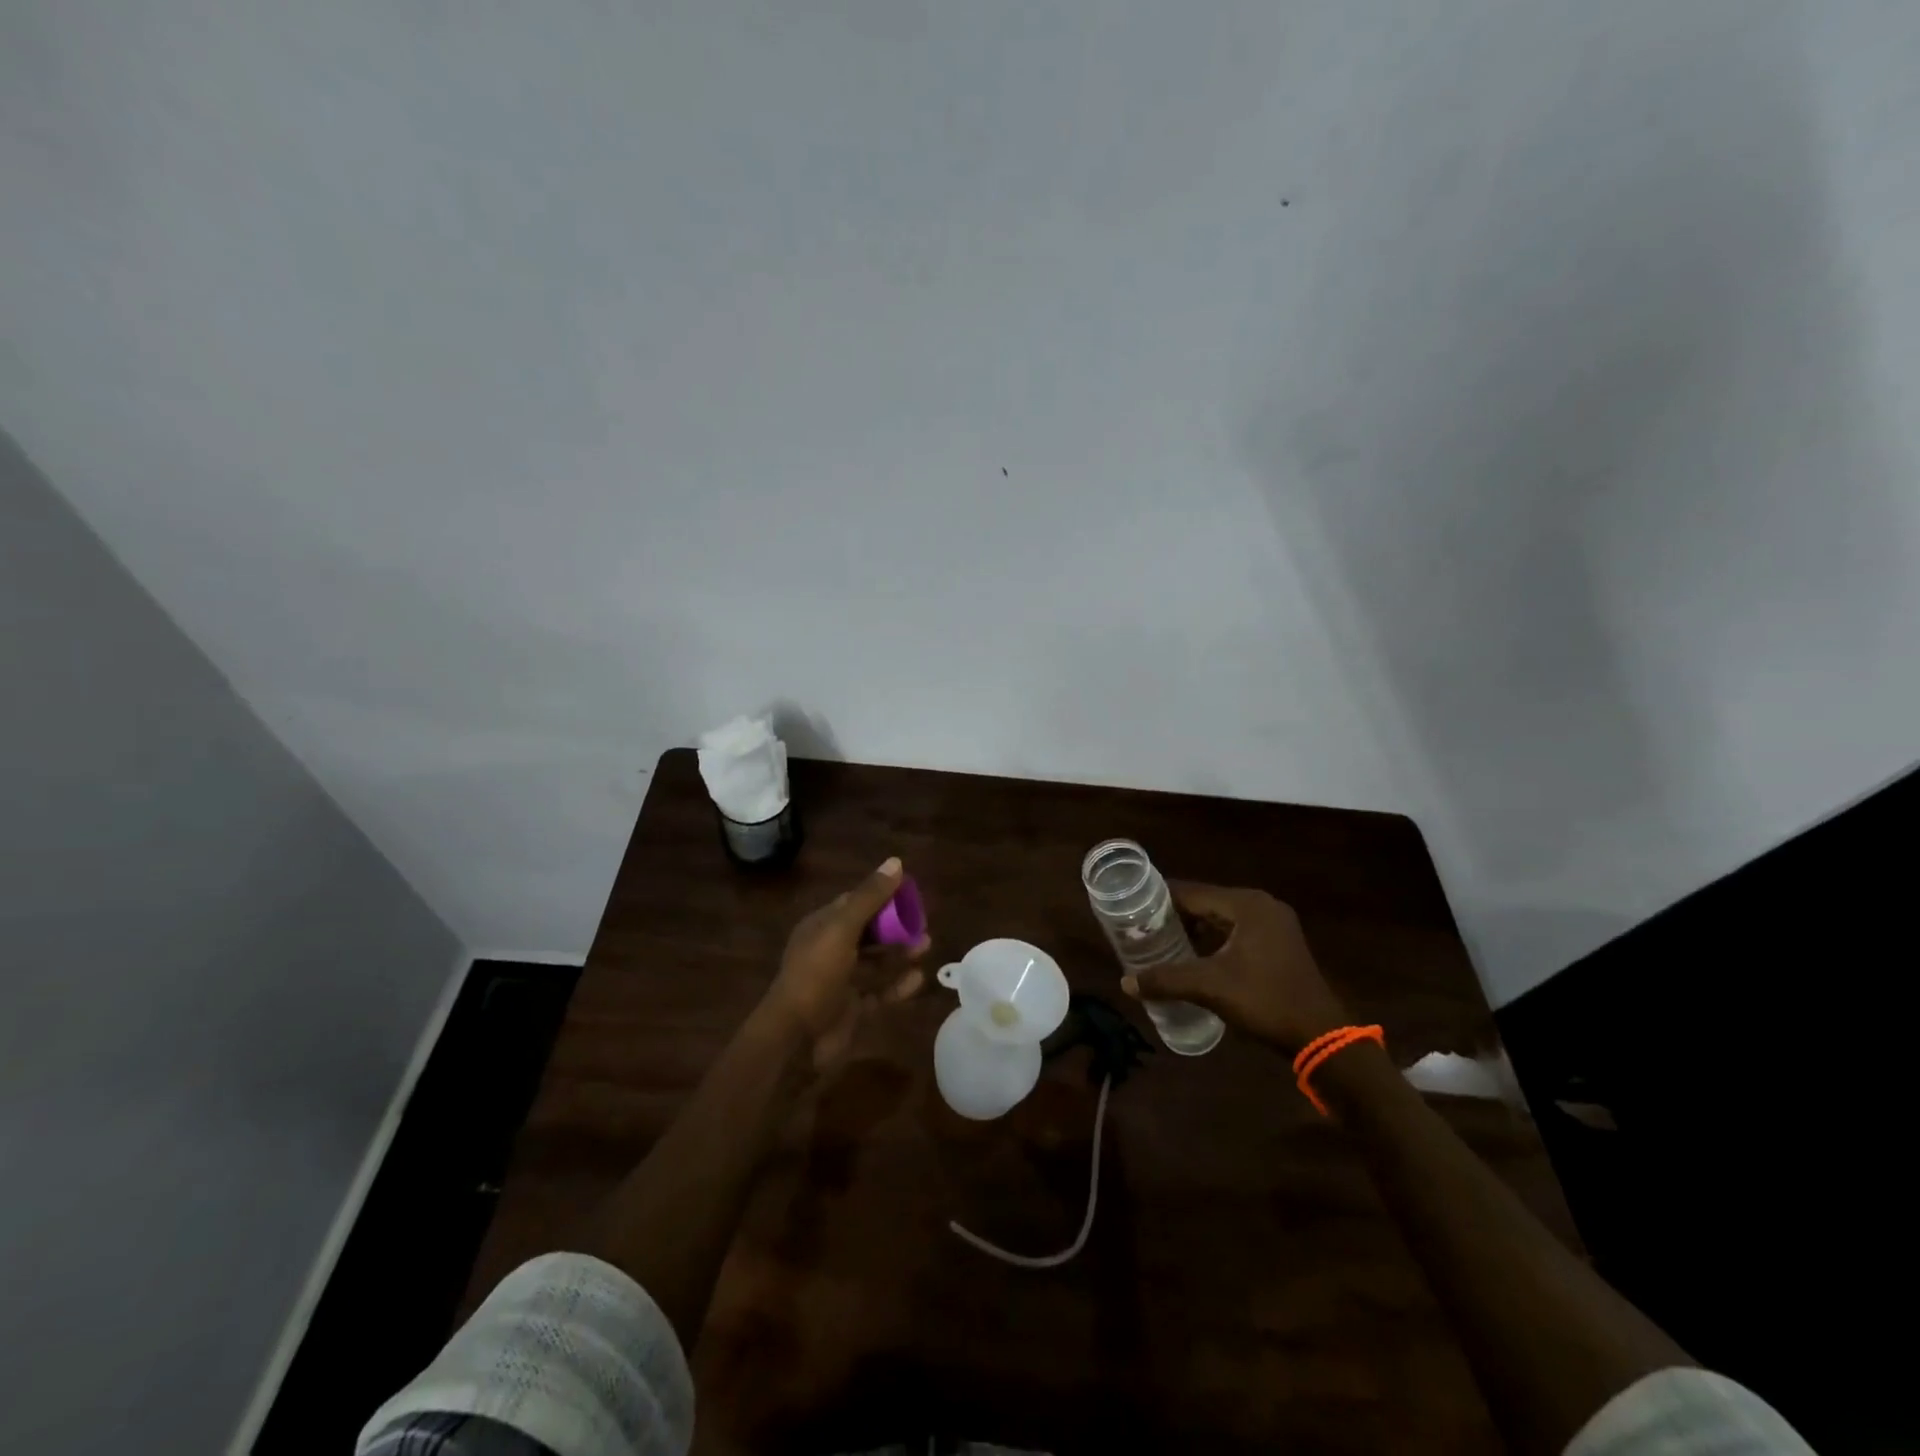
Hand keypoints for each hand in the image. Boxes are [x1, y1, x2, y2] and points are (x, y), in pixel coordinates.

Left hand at [765, 857, 929, 1069]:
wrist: (796, 1037)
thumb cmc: (816, 974)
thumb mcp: (842, 929)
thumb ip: (869, 897)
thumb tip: (896, 863)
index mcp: (821, 927)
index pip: (854, 903)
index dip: (881, 896)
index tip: (909, 895)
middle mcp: (830, 950)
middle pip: (869, 932)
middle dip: (896, 927)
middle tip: (922, 924)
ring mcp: (841, 981)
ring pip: (877, 961)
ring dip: (900, 953)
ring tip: (926, 946)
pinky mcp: (852, 1008)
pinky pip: (880, 991)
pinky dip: (898, 985)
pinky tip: (917, 979)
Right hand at [1120, 883, 1348, 1054]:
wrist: (1320, 1036)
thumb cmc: (1265, 1001)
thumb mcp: (1210, 988)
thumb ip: (1166, 980)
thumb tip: (1125, 983)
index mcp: (1246, 904)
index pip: (1191, 892)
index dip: (1159, 900)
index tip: (1131, 909)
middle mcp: (1261, 905)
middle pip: (1206, 902)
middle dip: (1174, 915)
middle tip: (1141, 928)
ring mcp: (1274, 923)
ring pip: (1221, 917)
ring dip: (1194, 927)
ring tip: (1161, 940)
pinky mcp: (1279, 942)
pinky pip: (1236, 930)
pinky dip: (1214, 937)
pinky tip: (1194, 954)